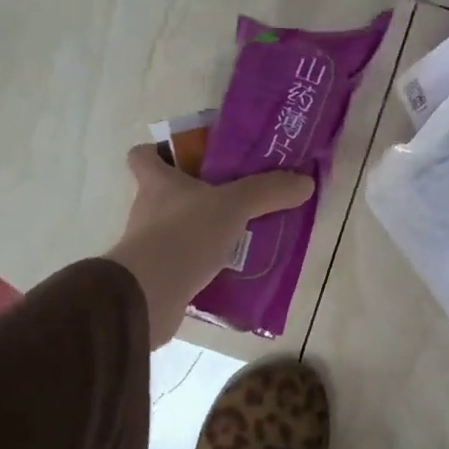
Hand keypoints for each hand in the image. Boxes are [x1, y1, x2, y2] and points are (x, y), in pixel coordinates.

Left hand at [105, 144, 313, 348]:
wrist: (148, 297)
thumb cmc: (184, 236)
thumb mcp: (234, 206)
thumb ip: (268, 191)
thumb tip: (305, 182)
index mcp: (158, 183)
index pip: (143, 155)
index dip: (160, 150)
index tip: (190, 155)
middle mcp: (148, 211)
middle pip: (167, 193)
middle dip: (199, 195)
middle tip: (236, 198)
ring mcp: (150, 247)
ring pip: (180, 231)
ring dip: (206, 233)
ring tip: (244, 237)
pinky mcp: (158, 278)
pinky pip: (186, 265)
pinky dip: (206, 267)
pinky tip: (236, 272)